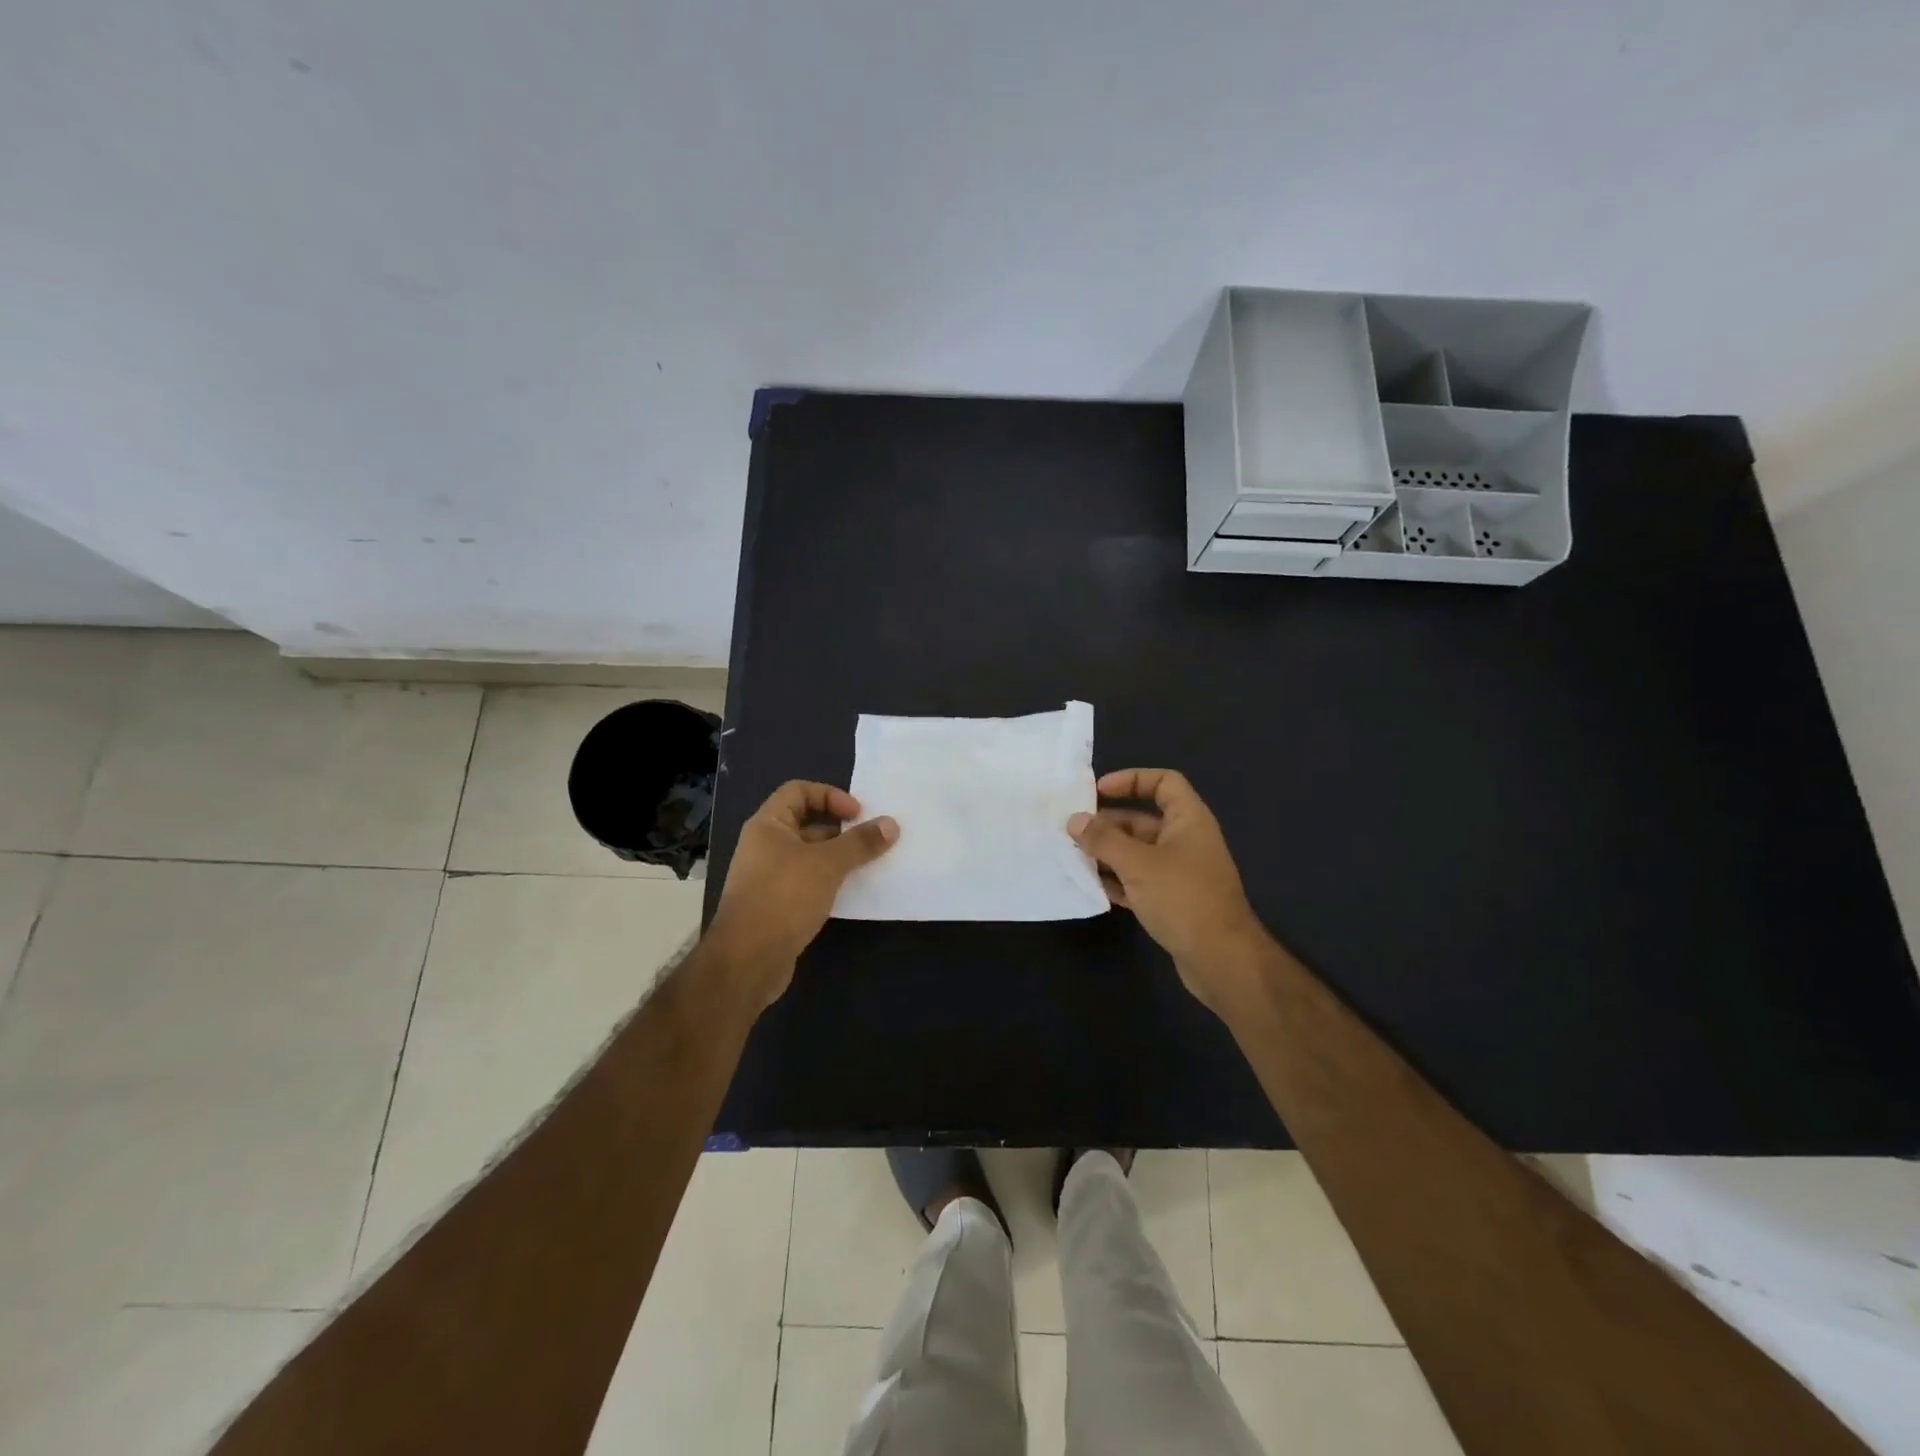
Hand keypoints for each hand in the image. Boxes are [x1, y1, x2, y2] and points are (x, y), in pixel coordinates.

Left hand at [707, 782, 897, 1004]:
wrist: (748, 960)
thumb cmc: (784, 897)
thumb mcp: (827, 864)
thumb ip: (860, 843)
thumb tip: (891, 824)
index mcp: (768, 825)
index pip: (799, 791)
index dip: (830, 796)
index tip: (858, 815)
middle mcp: (765, 845)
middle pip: (807, 823)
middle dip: (841, 828)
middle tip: (872, 839)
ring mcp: (770, 876)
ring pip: (810, 855)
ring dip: (839, 857)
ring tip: (870, 864)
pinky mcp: (778, 904)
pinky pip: (809, 881)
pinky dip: (830, 881)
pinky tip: (853, 892)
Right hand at [1068, 768, 1269, 1009]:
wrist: (1221, 960)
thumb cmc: (1182, 898)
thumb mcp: (1138, 864)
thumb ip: (1104, 840)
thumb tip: (1074, 820)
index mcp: (1188, 820)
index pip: (1163, 782)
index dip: (1131, 779)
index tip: (1097, 791)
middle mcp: (1186, 841)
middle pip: (1143, 819)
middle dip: (1108, 823)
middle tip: (1072, 830)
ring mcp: (1180, 873)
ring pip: (1137, 853)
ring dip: (1107, 854)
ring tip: (1073, 857)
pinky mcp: (1172, 901)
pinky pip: (1139, 881)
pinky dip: (1117, 880)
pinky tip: (1091, 886)